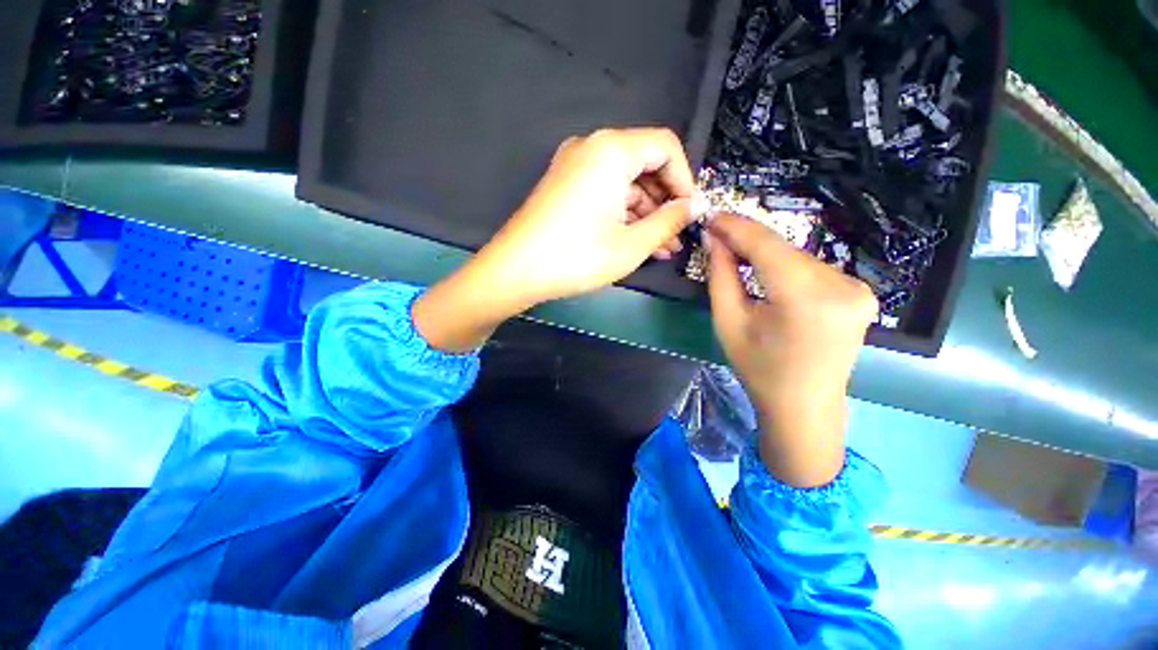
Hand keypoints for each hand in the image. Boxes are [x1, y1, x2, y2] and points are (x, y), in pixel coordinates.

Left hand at [474, 127, 695, 305]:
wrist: (516, 270)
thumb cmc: (577, 257)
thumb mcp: (632, 244)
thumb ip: (670, 221)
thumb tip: (694, 206)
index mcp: (612, 150)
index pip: (666, 148)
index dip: (685, 180)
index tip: (690, 213)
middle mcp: (592, 147)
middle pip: (644, 164)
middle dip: (664, 201)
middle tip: (676, 236)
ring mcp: (573, 165)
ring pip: (624, 182)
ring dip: (645, 212)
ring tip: (660, 247)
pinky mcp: (564, 185)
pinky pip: (604, 191)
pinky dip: (622, 213)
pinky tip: (634, 240)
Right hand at [706, 214, 877, 486]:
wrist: (804, 405)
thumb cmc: (759, 369)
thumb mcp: (728, 322)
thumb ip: (721, 276)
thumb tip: (715, 240)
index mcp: (806, 299)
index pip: (767, 246)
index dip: (737, 227)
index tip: (712, 216)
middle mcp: (842, 287)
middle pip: (784, 250)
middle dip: (749, 241)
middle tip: (718, 236)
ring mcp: (858, 289)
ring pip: (798, 257)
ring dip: (767, 254)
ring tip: (738, 257)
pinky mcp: (861, 293)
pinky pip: (813, 269)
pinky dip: (787, 266)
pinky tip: (769, 275)